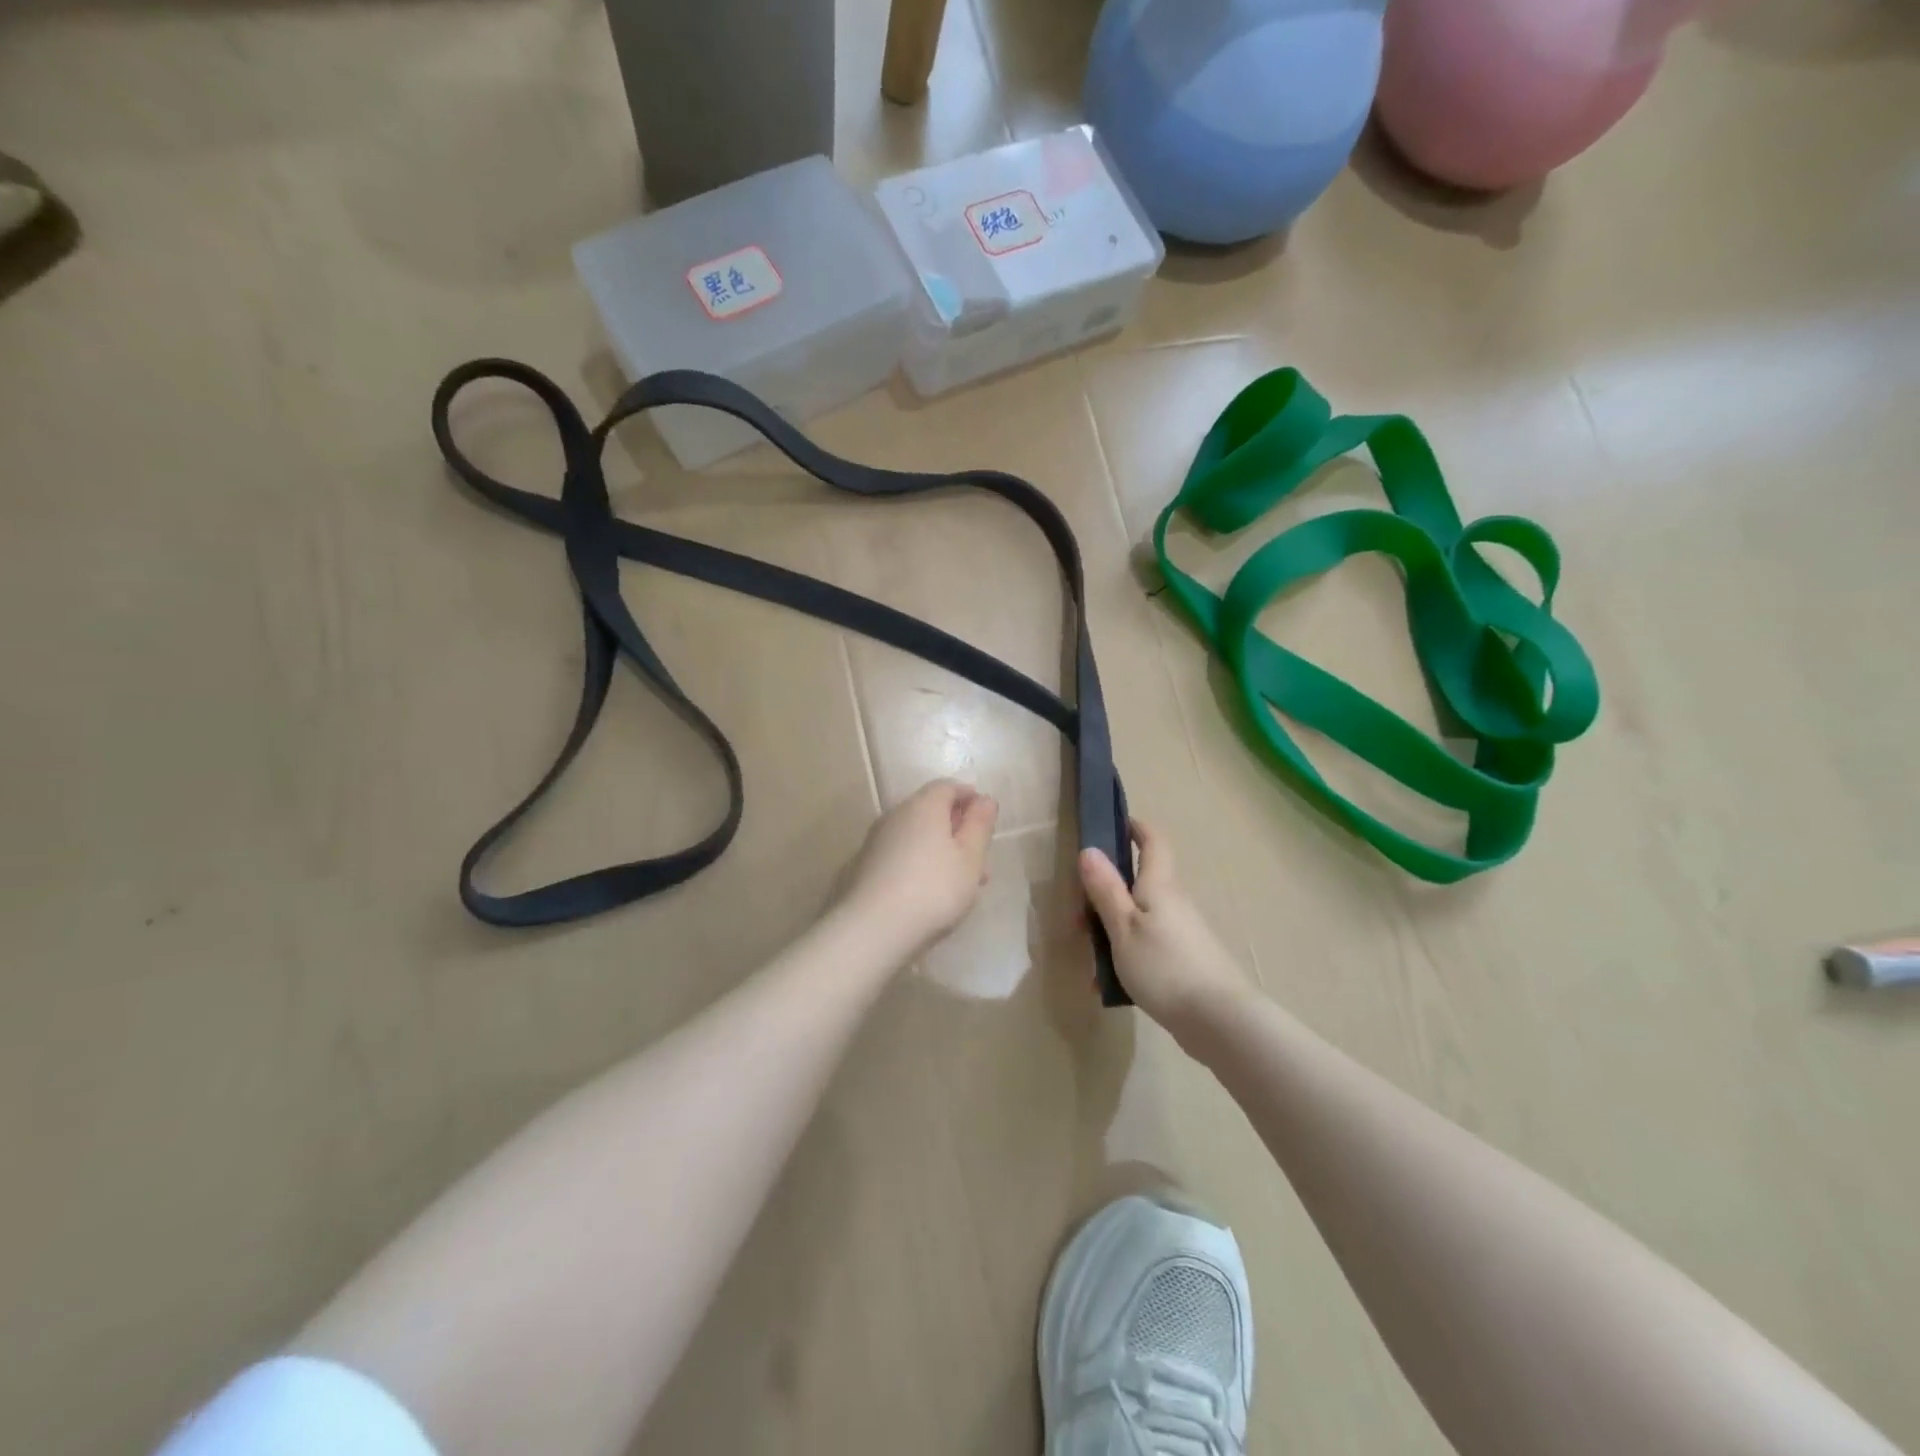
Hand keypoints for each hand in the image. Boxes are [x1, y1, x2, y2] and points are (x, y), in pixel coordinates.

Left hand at [840, 779, 997, 954]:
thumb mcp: (970, 859)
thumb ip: (980, 826)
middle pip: (931, 811)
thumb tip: (985, 799)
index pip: (947, 786)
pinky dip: (920, 863)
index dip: (969, 797)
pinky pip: (901, 854)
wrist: (873, 929)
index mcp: (923, 806)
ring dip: (941, 850)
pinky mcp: (865, 865)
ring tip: (962, 883)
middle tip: (979, 858)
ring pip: (917, 836)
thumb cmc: (934, 889)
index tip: (986, 818)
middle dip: (957, 829)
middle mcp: (896, 815)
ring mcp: (876, 840)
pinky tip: (930, 893)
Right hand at [1079, 820, 1255, 1036]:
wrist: (1218, 1020)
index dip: (1136, 828)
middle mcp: (1175, 902)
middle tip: (1080, 911)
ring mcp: (1183, 932)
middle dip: (1108, 890)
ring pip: (1140, 917)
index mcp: (1160, 885)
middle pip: (1140, 882)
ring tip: (1090, 958)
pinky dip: (1126, 954)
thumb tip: (1089, 849)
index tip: (1115, 823)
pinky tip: (1109, 984)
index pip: (1153, 842)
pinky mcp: (1186, 960)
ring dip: (1113, 928)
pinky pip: (1148, 945)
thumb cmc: (1164, 966)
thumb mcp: (1123, 927)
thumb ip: (1105, 890)